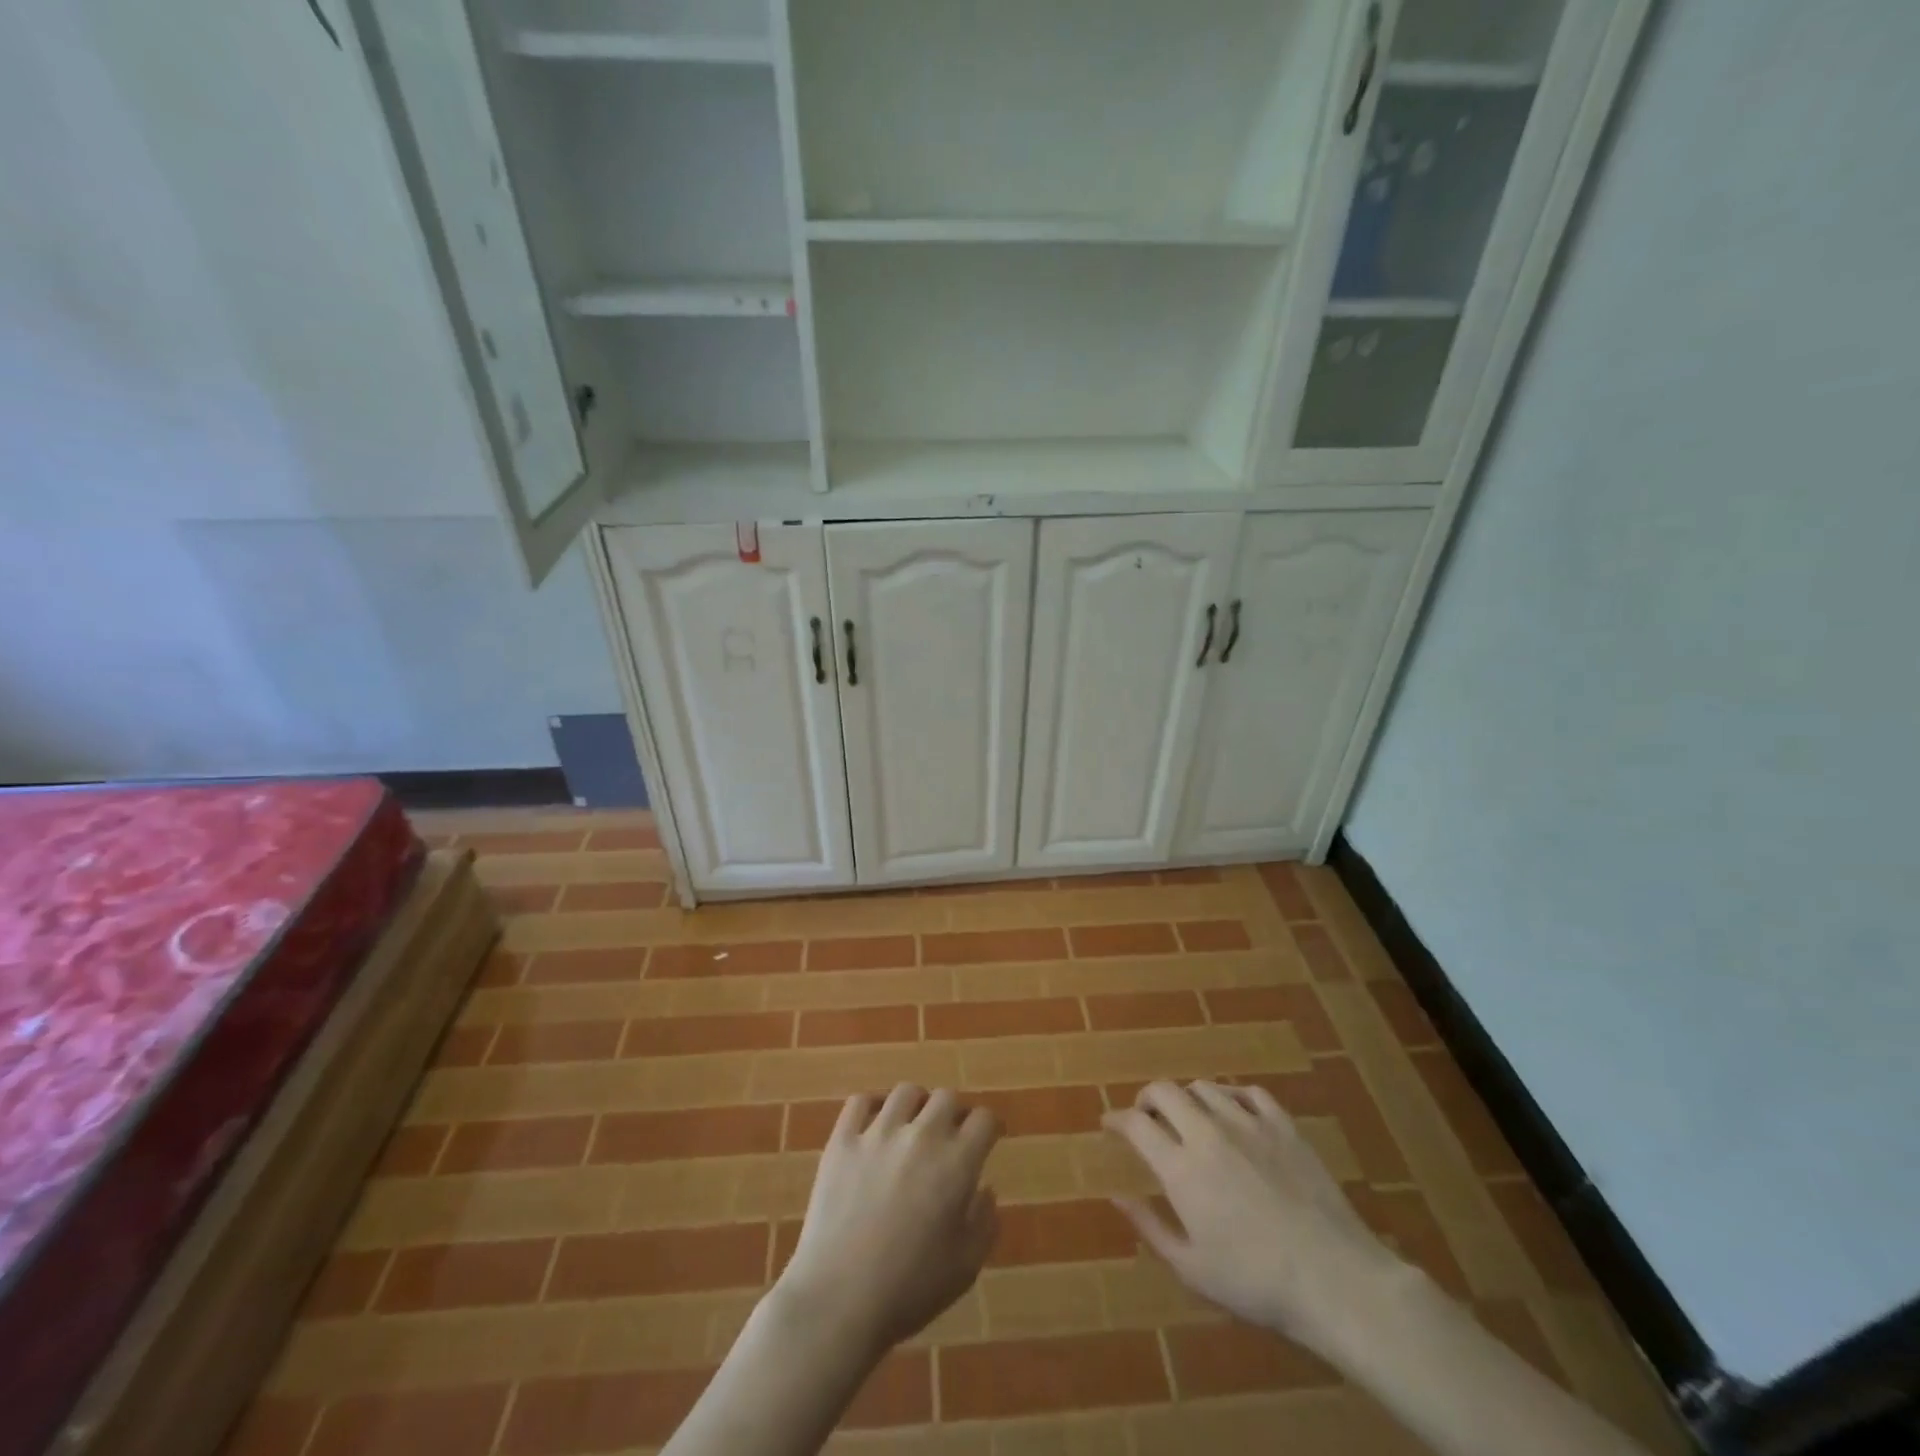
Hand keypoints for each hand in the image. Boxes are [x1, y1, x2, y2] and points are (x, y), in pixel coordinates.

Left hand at [775, 1085, 1001, 1358]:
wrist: (839, 1300)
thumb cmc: (910, 1290)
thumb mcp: (965, 1267)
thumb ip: (984, 1222)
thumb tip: (985, 1188)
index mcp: (956, 1163)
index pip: (983, 1119)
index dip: (989, 1127)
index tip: (987, 1138)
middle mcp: (921, 1135)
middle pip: (946, 1097)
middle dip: (954, 1113)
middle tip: (949, 1137)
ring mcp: (878, 1133)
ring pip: (905, 1093)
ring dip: (916, 1106)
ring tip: (912, 1126)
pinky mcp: (842, 1140)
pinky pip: (859, 1102)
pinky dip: (871, 1106)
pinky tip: (874, 1123)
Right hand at [1104, 1080, 1410, 1348]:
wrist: (1334, 1279)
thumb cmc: (1256, 1283)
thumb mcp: (1192, 1269)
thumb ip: (1150, 1227)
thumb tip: (1117, 1195)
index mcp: (1180, 1167)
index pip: (1135, 1124)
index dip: (1116, 1120)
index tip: (1109, 1125)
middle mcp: (1207, 1133)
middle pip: (1164, 1091)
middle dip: (1147, 1098)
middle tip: (1146, 1117)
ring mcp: (1248, 1124)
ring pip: (1204, 1087)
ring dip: (1187, 1097)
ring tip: (1189, 1117)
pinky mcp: (1284, 1126)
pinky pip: (1250, 1092)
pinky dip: (1233, 1096)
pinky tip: (1234, 1112)